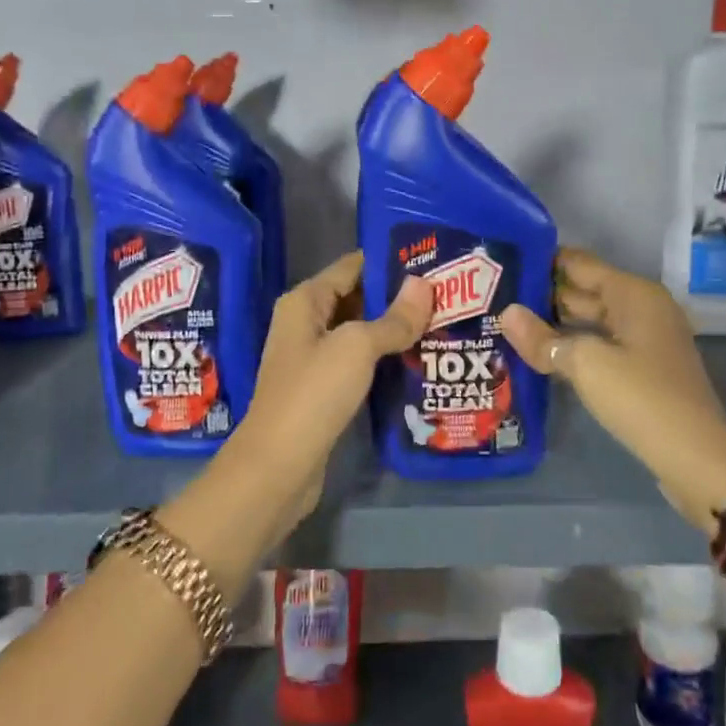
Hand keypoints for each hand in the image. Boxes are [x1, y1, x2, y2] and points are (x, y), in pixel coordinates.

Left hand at [233, 252, 432, 529]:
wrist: (278, 466)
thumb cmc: (314, 393)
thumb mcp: (357, 347)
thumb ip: (393, 318)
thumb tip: (424, 285)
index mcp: (305, 301)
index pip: (352, 266)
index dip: (389, 261)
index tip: (432, 259)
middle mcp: (306, 323)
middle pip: (357, 298)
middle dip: (398, 297)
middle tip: (446, 294)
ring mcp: (313, 358)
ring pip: (361, 333)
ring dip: (394, 330)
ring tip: (442, 322)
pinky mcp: (323, 389)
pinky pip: (359, 362)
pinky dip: (384, 359)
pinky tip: (419, 360)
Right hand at [501, 248, 725, 529]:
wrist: (696, 458)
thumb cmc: (642, 397)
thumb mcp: (586, 364)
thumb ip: (543, 338)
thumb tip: (506, 313)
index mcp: (633, 294)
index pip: (579, 263)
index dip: (543, 261)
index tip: (503, 263)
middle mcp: (641, 308)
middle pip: (584, 291)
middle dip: (543, 294)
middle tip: (494, 295)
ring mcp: (644, 340)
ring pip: (590, 321)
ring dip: (554, 323)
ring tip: (507, 322)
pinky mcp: (642, 369)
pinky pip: (600, 345)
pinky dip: (572, 346)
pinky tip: (540, 353)